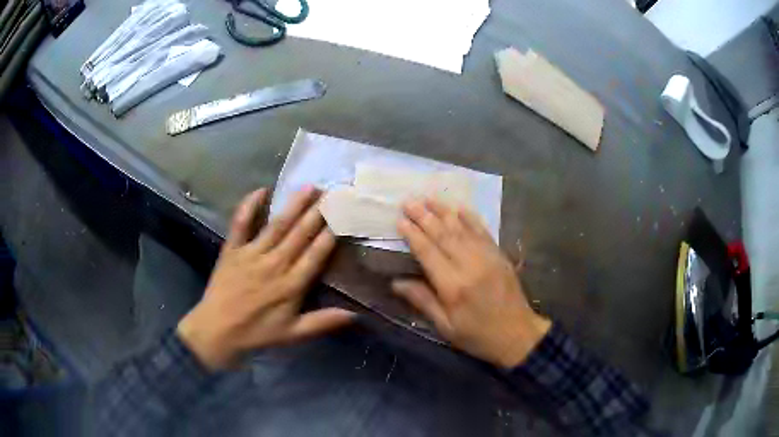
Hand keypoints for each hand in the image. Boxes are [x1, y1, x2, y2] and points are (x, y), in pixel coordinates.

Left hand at [177, 186, 355, 369]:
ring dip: (294, 205)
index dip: (331, 234)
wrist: (217, 331)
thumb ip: (323, 322)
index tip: (344, 215)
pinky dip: (249, 206)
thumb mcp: (293, 334)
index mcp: (291, 285)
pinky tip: (261, 190)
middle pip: (300, 234)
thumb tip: (356, 315)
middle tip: (333, 192)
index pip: (316, 254)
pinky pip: (241, 224)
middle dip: (318, 213)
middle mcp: (274, 264)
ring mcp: (251, 254)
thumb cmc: (257, 333)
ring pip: (277, 225)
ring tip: (309, 187)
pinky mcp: (232, 249)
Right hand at [393, 199, 550, 368]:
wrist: (517, 335)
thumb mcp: (446, 327)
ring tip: (428, 197)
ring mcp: (487, 257)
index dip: (413, 235)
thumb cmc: (477, 335)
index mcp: (453, 286)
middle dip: (424, 216)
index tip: (400, 220)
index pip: (428, 252)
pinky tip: (459, 207)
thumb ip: (422, 301)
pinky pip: (482, 231)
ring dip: (444, 211)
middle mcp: (470, 265)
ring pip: (462, 228)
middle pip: (443, 235)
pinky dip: (470, 217)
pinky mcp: (499, 255)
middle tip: (408, 202)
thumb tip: (396, 282)